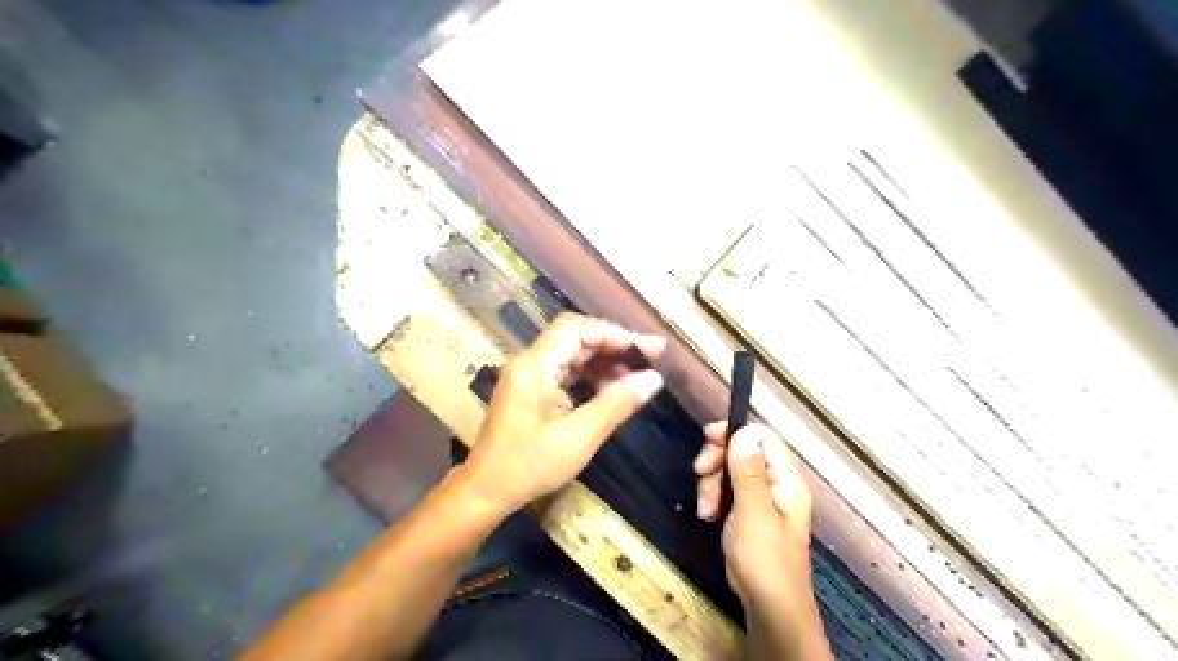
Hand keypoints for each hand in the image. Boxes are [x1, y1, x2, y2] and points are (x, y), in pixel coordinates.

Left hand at [460, 315, 666, 514]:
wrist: (485, 492)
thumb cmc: (529, 466)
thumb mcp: (579, 437)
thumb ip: (617, 404)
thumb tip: (653, 379)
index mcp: (535, 366)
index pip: (576, 329)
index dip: (614, 334)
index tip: (647, 349)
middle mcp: (529, 362)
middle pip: (575, 339)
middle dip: (614, 346)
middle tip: (652, 358)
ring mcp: (528, 376)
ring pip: (572, 355)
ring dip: (604, 363)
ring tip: (637, 377)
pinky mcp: (530, 390)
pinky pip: (565, 372)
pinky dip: (590, 377)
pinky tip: (612, 389)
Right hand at [693, 424, 816, 614]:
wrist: (770, 608)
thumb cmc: (764, 561)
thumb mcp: (753, 514)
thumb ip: (748, 472)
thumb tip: (743, 432)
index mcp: (786, 479)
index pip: (762, 437)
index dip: (734, 433)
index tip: (707, 439)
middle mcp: (776, 483)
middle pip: (743, 450)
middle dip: (718, 462)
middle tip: (699, 474)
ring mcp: (763, 498)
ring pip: (731, 470)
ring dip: (712, 483)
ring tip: (705, 510)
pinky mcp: (749, 511)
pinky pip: (729, 490)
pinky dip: (715, 497)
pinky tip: (708, 514)